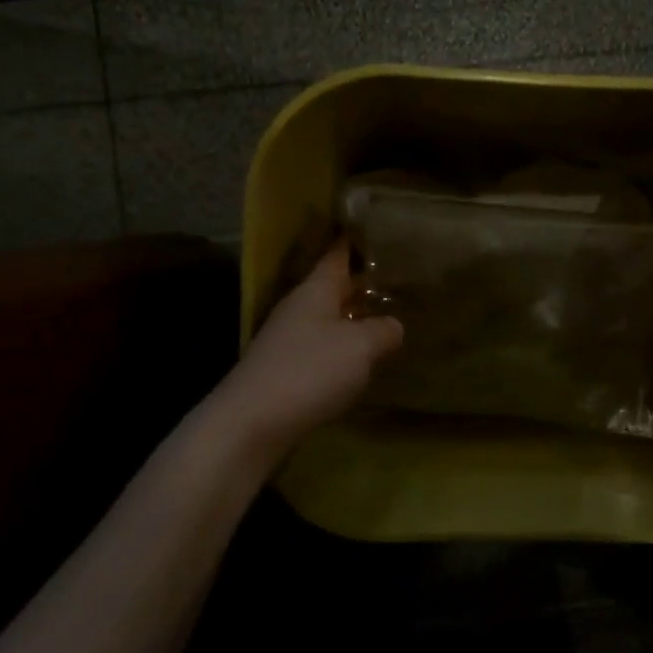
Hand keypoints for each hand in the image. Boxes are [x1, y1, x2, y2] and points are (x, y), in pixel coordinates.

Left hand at [222, 244, 402, 453]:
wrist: (253, 423)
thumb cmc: (310, 371)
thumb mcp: (360, 346)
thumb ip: (383, 330)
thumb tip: (394, 325)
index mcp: (315, 290)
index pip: (337, 254)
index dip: (356, 241)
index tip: (378, 229)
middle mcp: (299, 308)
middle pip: (334, 288)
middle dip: (362, 283)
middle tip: (400, 279)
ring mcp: (289, 340)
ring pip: (328, 319)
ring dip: (353, 318)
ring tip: (388, 319)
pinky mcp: (286, 370)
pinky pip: (322, 348)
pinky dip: (343, 348)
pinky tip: (361, 361)